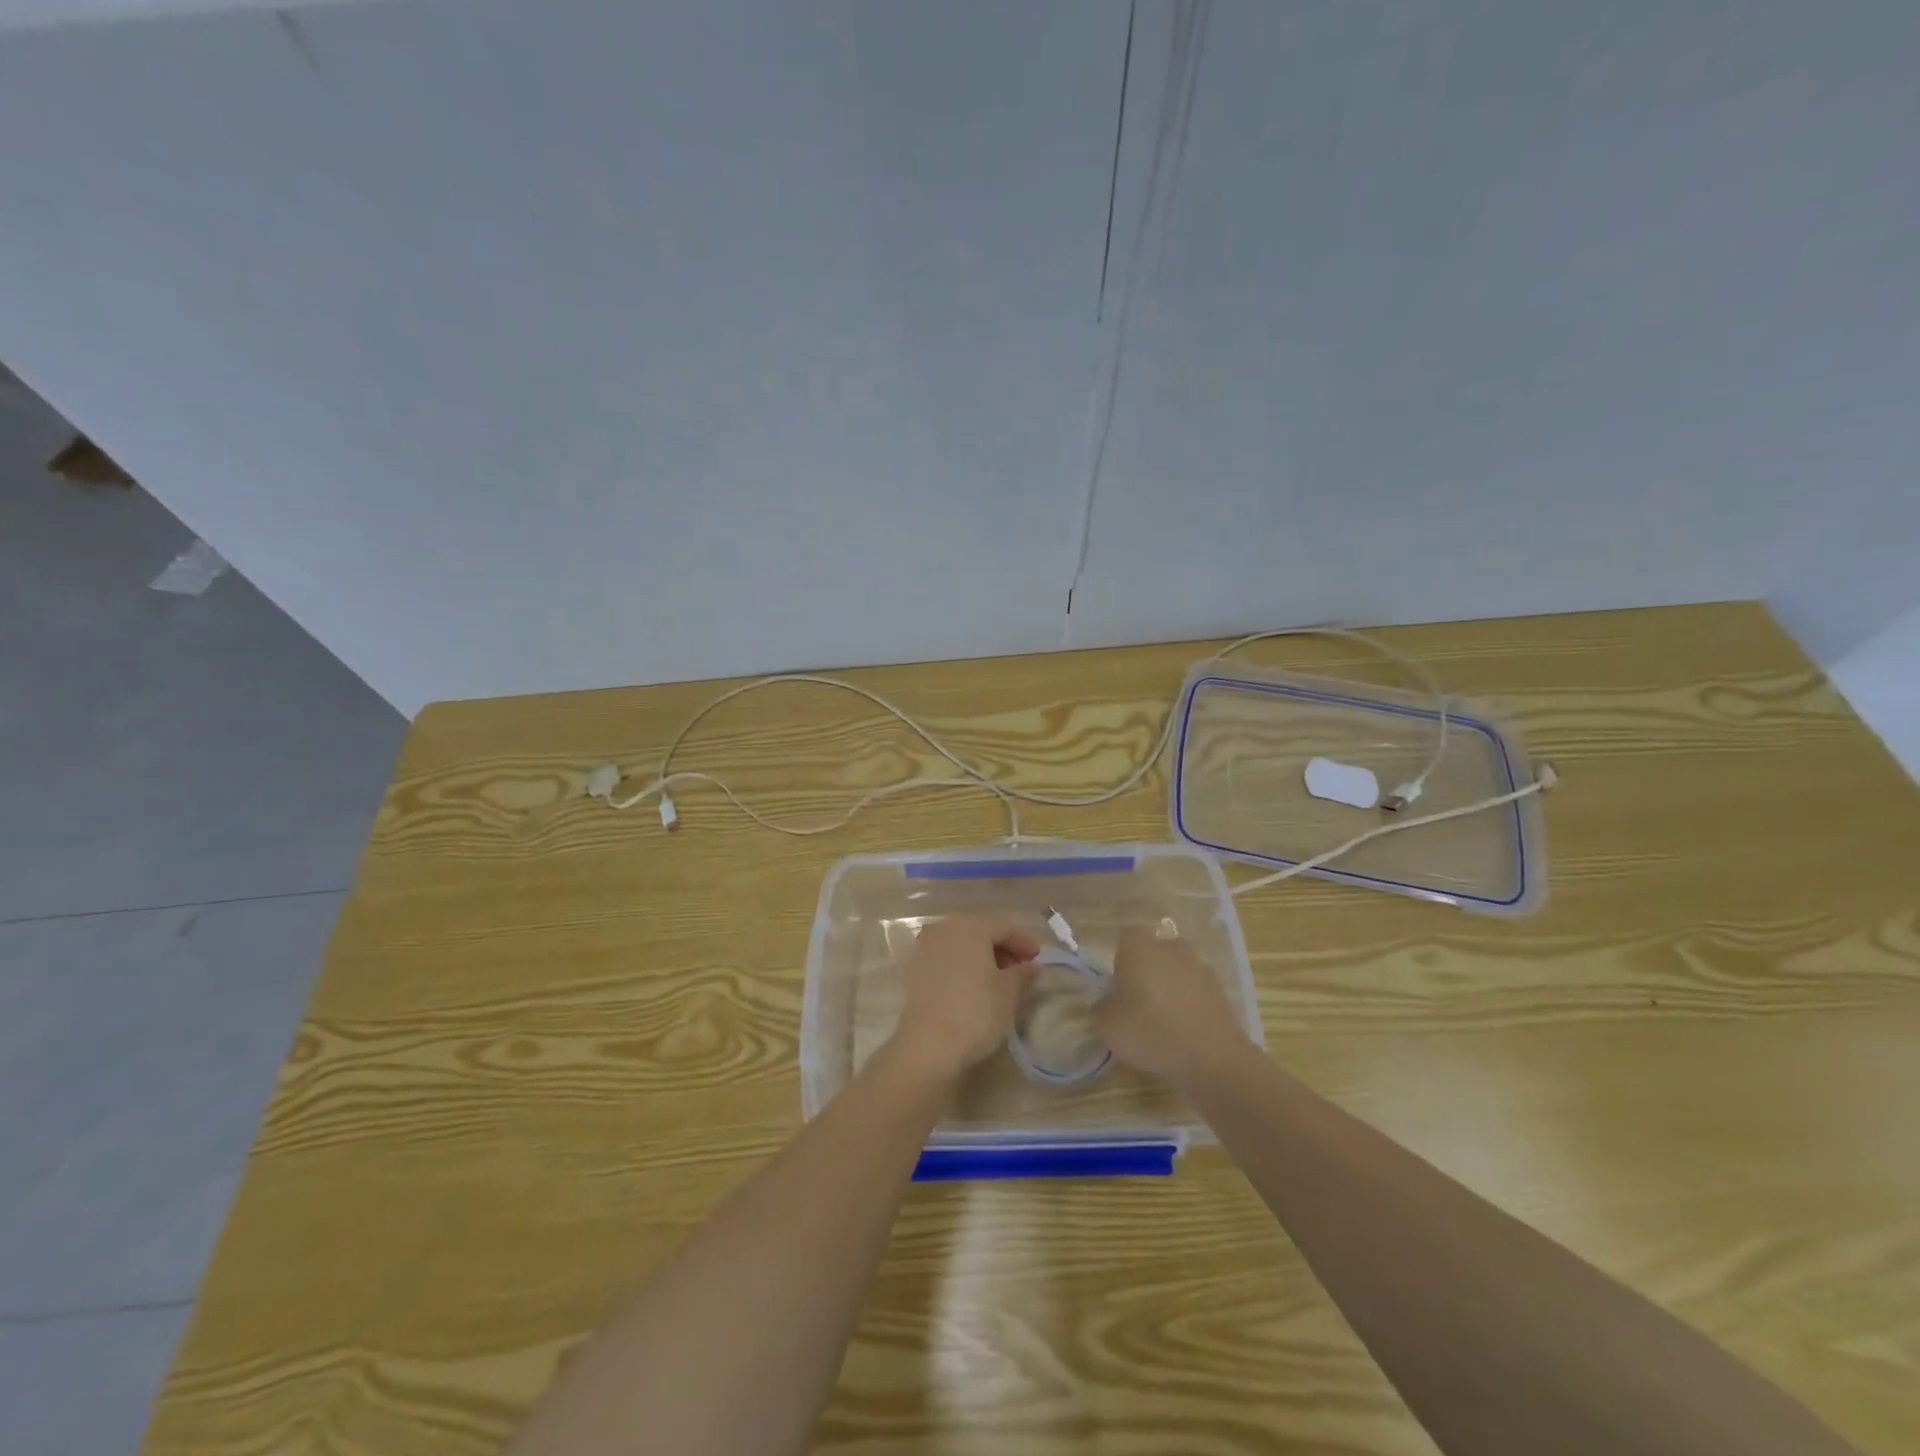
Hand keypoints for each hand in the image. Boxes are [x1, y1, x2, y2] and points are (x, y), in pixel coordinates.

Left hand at [888, 915, 1040, 1084]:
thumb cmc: (975, 1011)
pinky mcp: (914, 968)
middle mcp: (944, 927)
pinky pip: (946, 957)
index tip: (1039, 960)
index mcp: (970, 925)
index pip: (1004, 926)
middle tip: (1021, 969)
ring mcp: (925, 946)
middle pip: (981, 931)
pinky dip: (962, 965)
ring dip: (982, 956)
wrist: (928, 1045)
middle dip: (1003, 948)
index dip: (1025, 942)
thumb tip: (1031, 966)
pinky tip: (974, 985)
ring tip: (999, 979)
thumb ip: (1023, 973)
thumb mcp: (1009, 992)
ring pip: (961, 944)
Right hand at [1094, 926, 1253, 1084]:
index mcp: (1140, 946)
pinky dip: (1189, 1004)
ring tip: (1163, 1019)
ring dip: (1170, 986)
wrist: (1210, 1057)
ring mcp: (1200, 967)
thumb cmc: (1150, 1031)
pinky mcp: (1220, 990)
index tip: (1117, 986)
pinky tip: (1184, 1030)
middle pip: (1154, 951)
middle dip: (1147, 969)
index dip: (1119, 960)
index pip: (1125, 938)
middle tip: (1138, 1001)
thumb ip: (1102, 1007)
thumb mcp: (1107, 1024)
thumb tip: (1110, 1003)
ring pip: (1177, 970)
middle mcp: (1171, 948)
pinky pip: (1196, 990)